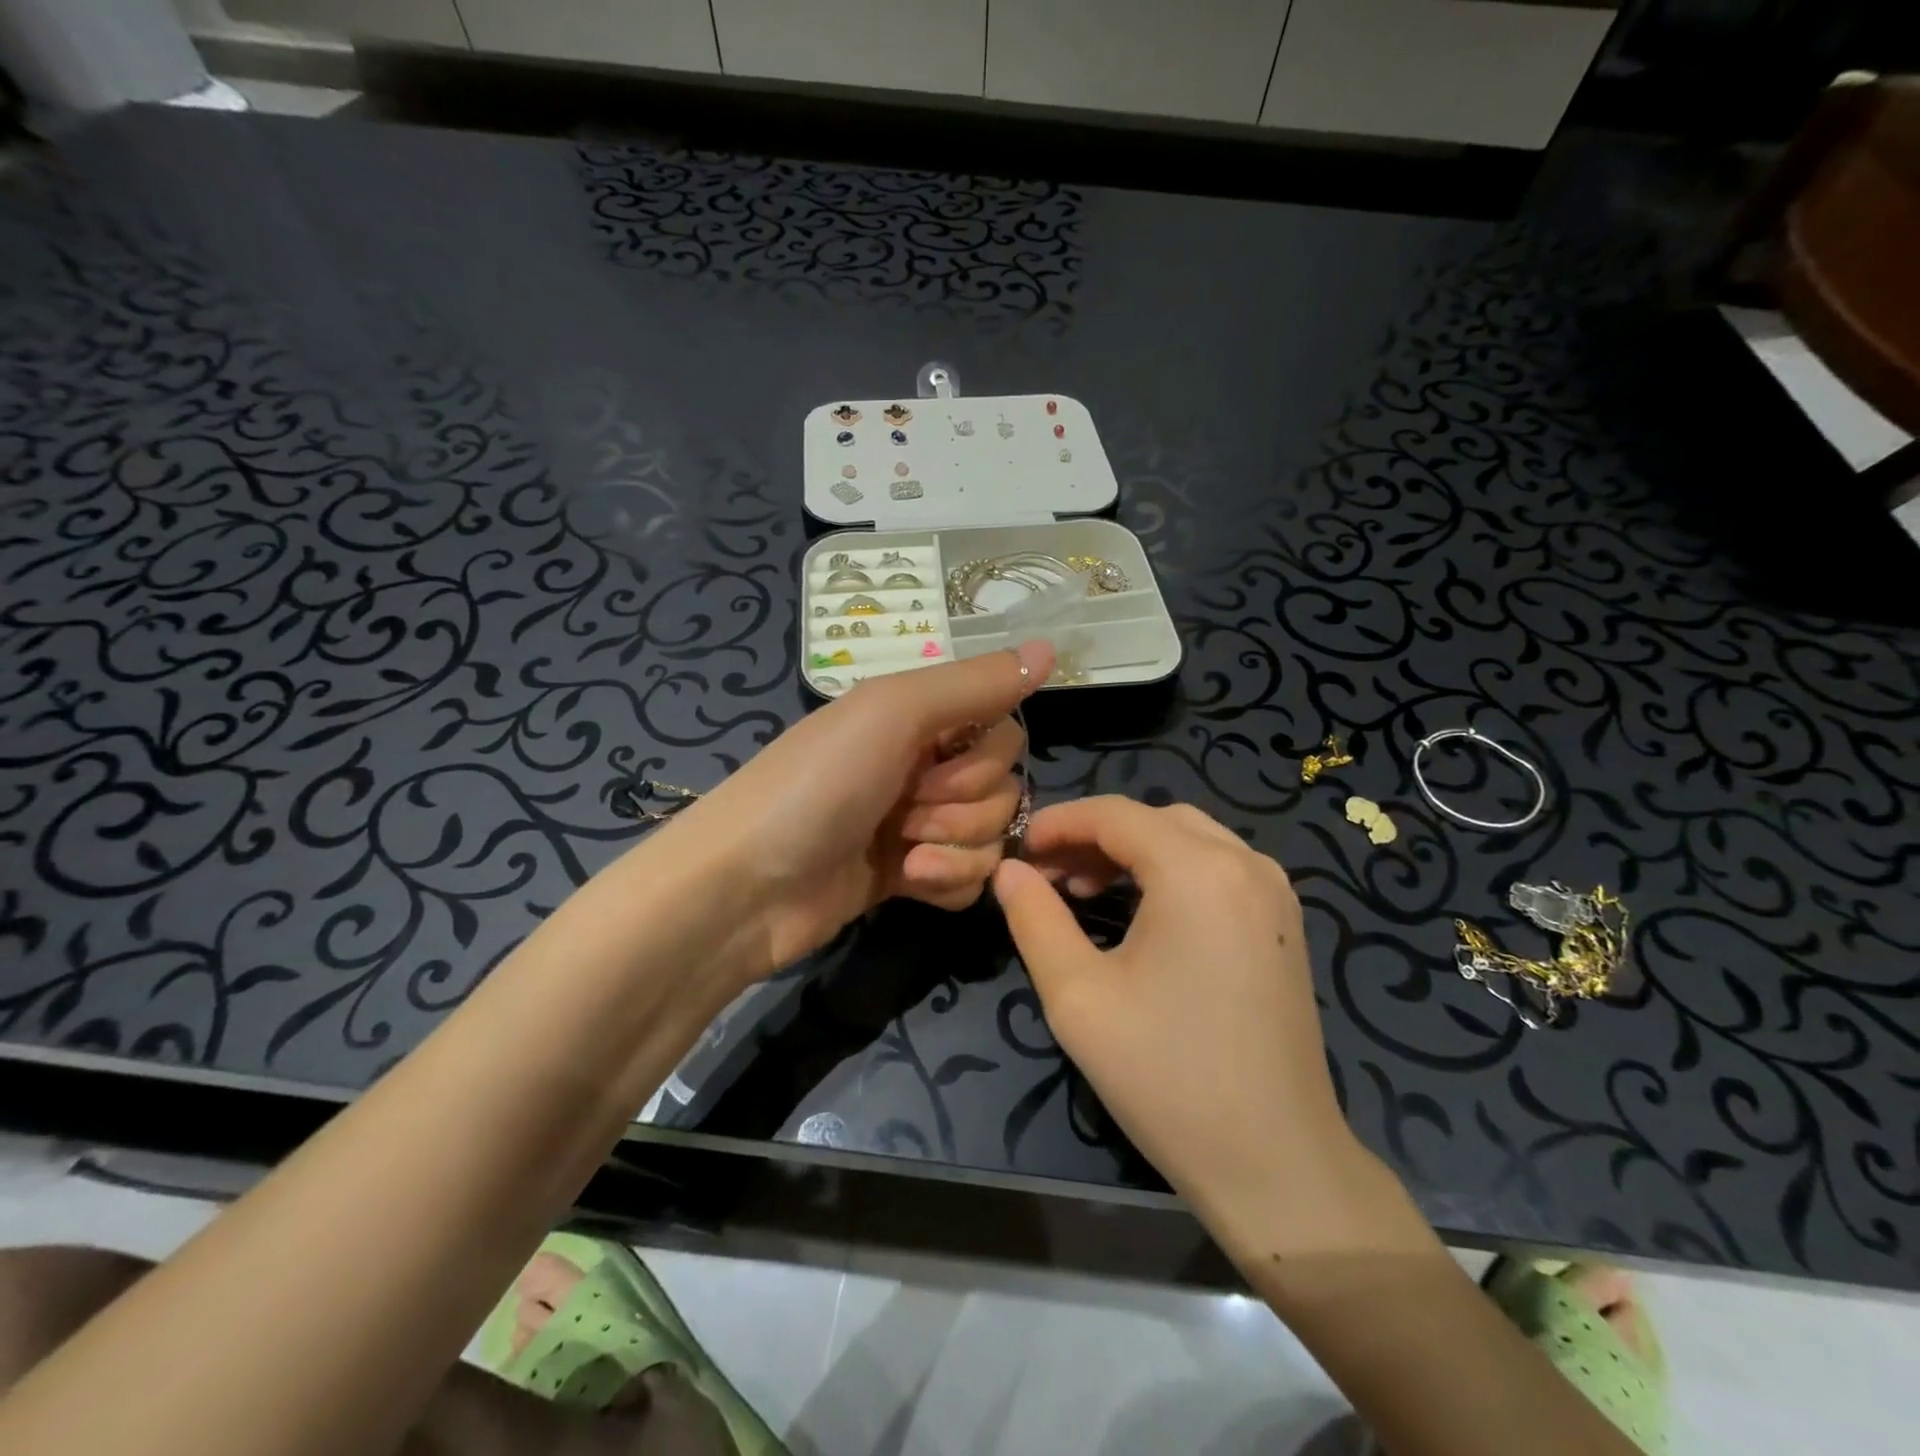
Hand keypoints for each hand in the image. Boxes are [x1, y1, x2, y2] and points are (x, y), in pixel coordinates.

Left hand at [672, 641, 1053, 979]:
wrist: (746, 889)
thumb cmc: (817, 785)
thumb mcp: (894, 713)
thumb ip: (974, 683)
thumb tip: (1052, 648)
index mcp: (918, 718)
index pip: (1003, 728)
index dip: (984, 756)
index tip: (936, 763)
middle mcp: (922, 765)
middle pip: (1003, 786)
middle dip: (963, 804)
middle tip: (907, 810)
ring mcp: (916, 824)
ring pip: (991, 836)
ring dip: (954, 846)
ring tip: (904, 854)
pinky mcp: (911, 876)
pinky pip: (971, 878)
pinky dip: (947, 882)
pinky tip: (909, 882)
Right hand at [993, 798, 1376, 1264]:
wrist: (1276, 1163)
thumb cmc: (1166, 1077)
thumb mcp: (1077, 996)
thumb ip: (1034, 919)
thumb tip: (1008, 870)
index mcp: (1198, 871)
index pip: (1114, 814)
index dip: (1058, 822)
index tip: (1017, 849)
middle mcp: (1245, 863)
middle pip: (1153, 820)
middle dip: (1092, 836)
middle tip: (1046, 875)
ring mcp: (1273, 892)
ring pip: (1187, 839)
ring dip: (1131, 852)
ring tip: (1083, 892)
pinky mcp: (1283, 923)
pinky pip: (1216, 868)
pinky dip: (1169, 871)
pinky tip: (1139, 911)